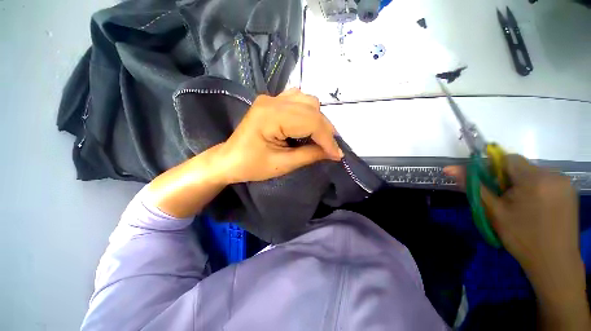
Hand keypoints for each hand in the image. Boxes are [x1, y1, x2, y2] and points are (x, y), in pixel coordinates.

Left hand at [217, 88, 342, 183]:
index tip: (337, 155)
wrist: (230, 159)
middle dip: (325, 130)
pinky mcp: (272, 102)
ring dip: (318, 120)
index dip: (327, 139)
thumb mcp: (283, 164)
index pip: (310, 121)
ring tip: (320, 138)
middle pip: (311, 108)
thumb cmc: (252, 166)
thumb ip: (310, 155)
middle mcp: (272, 101)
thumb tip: (333, 152)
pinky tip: (308, 125)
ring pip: (307, 101)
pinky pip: (298, 100)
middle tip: (330, 149)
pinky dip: (309, 113)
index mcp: (271, 116)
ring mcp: (271, 98)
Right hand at [445, 156, 589, 329]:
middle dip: (507, 179)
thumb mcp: (493, 211)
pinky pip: (546, 180)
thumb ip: (473, 186)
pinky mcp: (570, 191)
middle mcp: (553, 174)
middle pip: (521, 166)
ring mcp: (565, 182)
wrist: (554, 262)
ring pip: (533, 173)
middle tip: (503, 200)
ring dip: (521, 184)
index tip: (489, 186)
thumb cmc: (521, 237)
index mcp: (534, 179)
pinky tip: (534, 207)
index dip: (493, 169)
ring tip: (519, 206)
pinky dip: (535, 188)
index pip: (507, 158)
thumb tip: (449, 169)